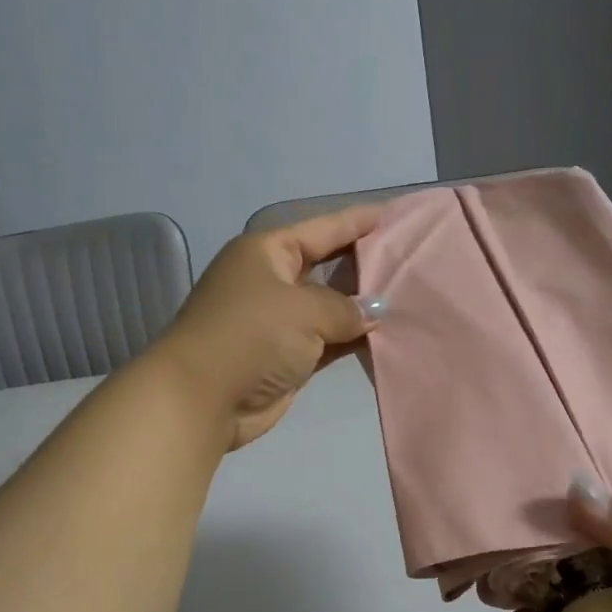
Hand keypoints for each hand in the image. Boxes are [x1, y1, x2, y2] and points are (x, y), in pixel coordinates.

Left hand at [151, 207, 386, 450]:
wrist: (202, 399)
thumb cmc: (251, 336)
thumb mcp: (303, 310)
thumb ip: (346, 307)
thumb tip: (374, 311)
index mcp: (267, 253)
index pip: (321, 229)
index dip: (357, 221)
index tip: (393, 213)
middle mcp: (272, 281)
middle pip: (327, 266)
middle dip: (365, 264)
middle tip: (410, 259)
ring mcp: (278, 321)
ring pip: (329, 306)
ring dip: (362, 307)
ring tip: (408, 296)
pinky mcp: (286, 356)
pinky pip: (328, 340)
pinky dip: (352, 338)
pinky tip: (386, 334)